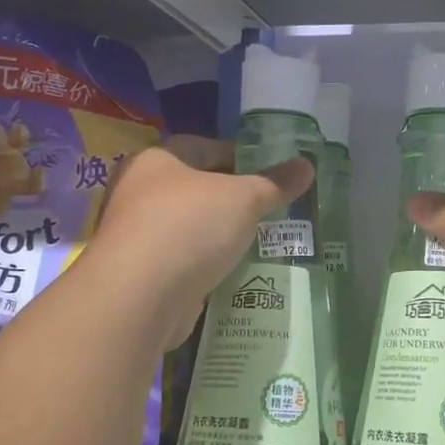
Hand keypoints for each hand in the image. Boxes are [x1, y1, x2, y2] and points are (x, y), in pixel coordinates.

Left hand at [91, 139, 312, 350]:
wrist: (138, 299)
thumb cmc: (188, 227)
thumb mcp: (243, 198)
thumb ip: (274, 183)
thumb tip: (308, 165)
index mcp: (155, 160)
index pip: (202, 146)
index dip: (238, 155)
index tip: (268, 172)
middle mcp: (137, 193)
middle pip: (194, 188)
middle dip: (230, 198)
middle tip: (268, 207)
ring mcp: (136, 237)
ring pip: (188, 227)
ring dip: (217, 234)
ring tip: (258, 240)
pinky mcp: (142, 276)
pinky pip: (183, 261)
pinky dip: (206, 264)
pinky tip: (234, 271)